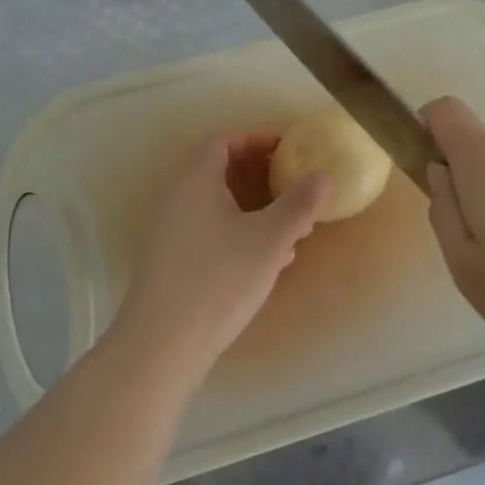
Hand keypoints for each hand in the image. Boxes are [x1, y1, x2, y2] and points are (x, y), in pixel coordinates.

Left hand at [114, 133, 330, 377]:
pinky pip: (208, 232)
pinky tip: (264, 263)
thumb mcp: (269, 240)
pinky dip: (237, 234)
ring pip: (216, 206)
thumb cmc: (219, 280)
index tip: (288, 150)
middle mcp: (177, 199)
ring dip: (252, 210)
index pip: (224, 141)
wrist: (162, 345)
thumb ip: (299, 205)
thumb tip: (323, 176)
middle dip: (260, 178)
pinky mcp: (169, 263)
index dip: (256, 139)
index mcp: (196, 181)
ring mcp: (168, 232)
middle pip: (220, 172)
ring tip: (288, 231)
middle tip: (292, 189)